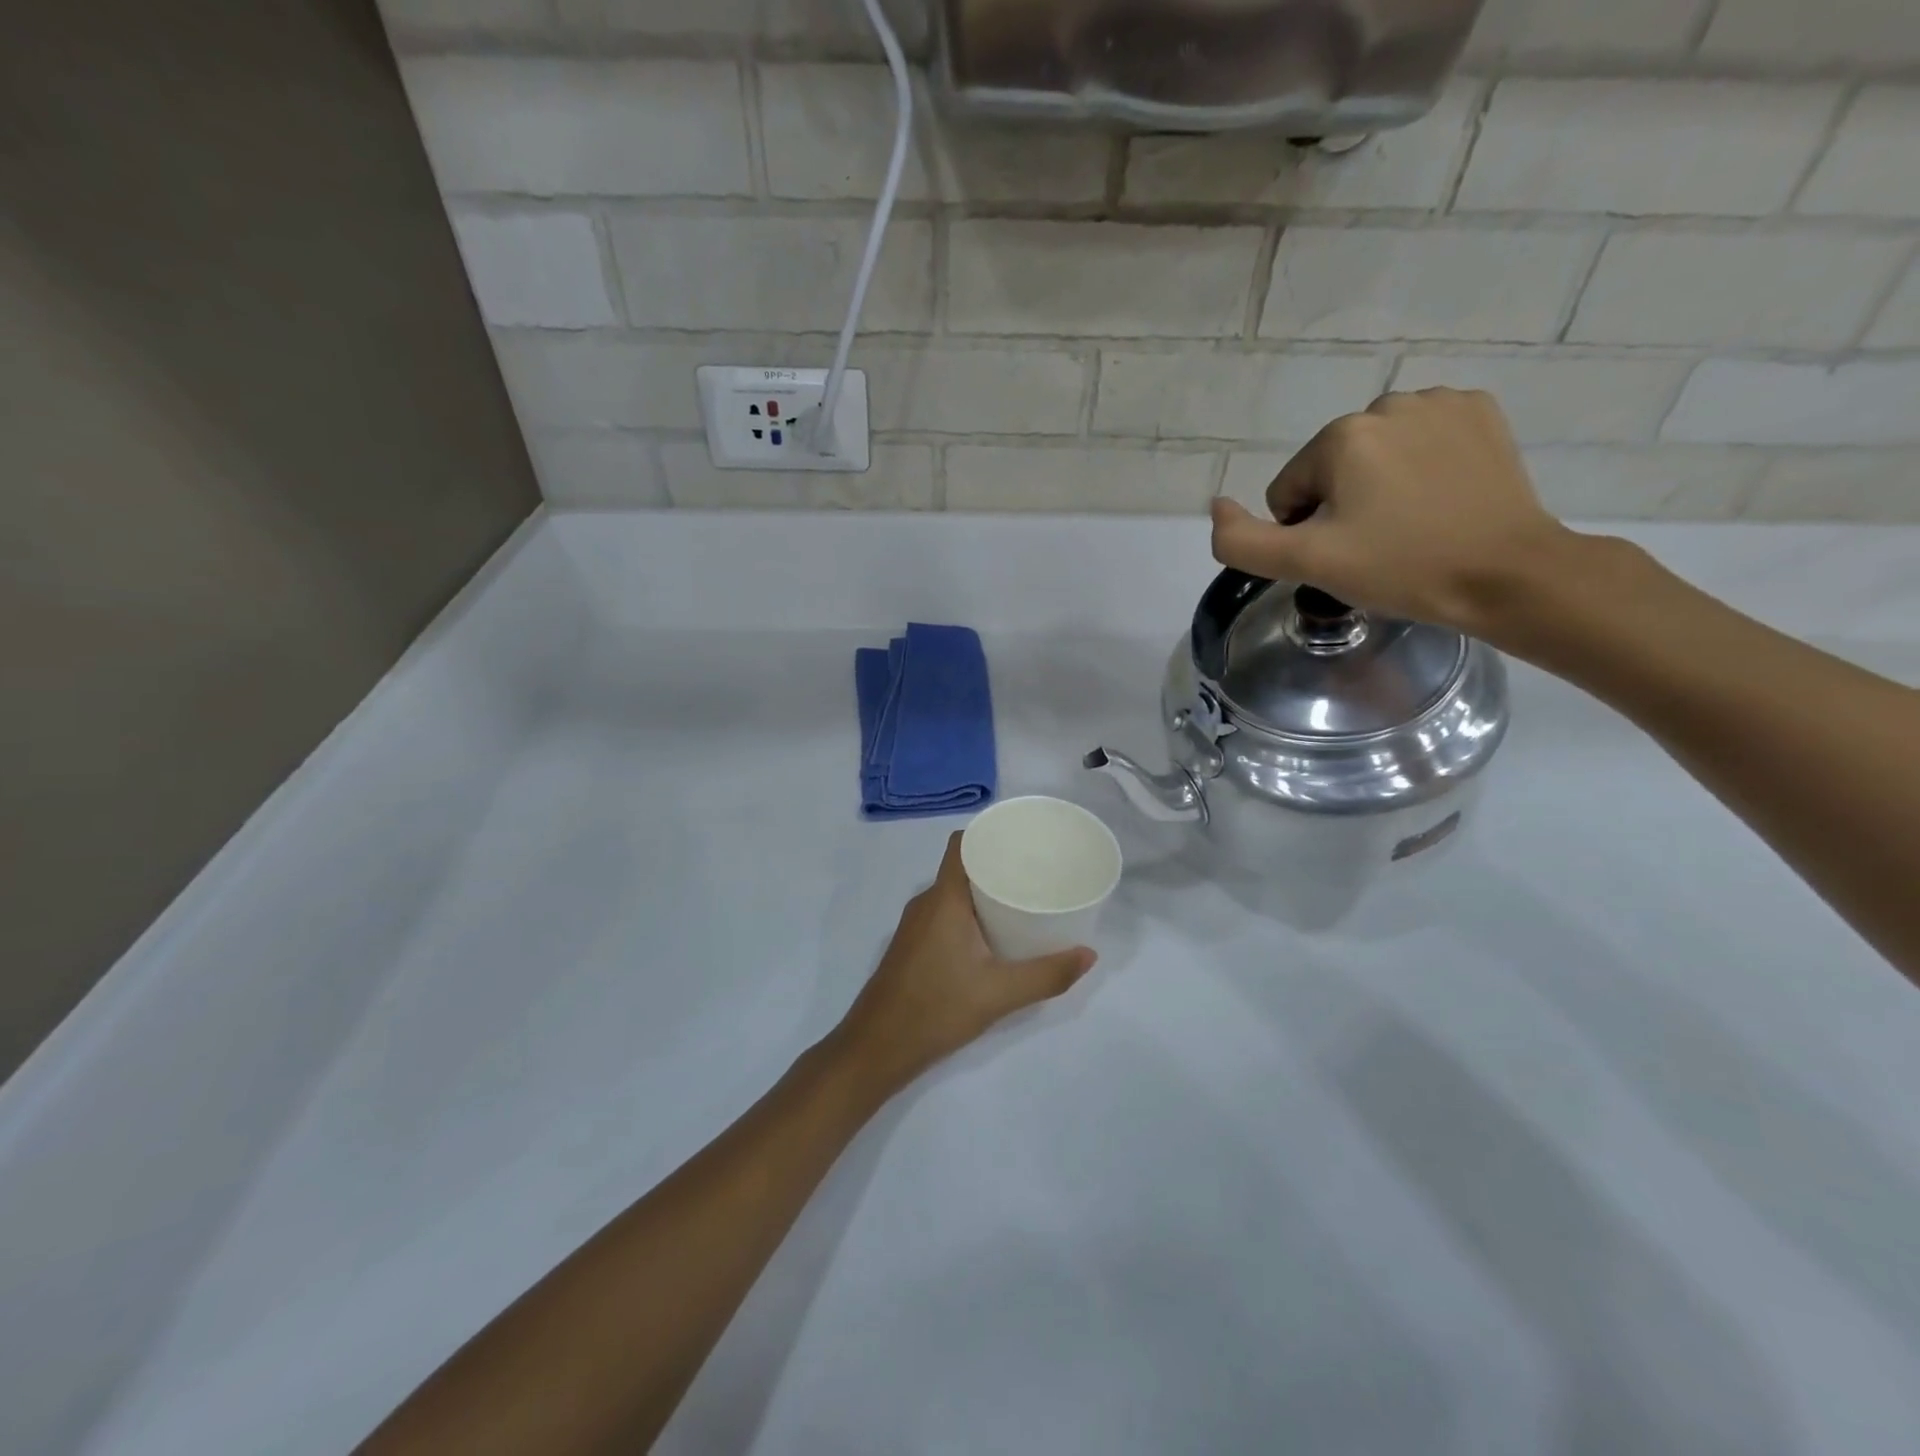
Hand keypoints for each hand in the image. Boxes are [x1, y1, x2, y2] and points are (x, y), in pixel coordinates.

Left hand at [831, 833, 1096, 1100]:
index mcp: (944, 899)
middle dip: (998, 864)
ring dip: (984, 892)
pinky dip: (970, 913)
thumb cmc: (936, 1009)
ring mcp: (915, 925)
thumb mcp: (999, 994)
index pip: (961, 843)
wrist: (876, 1048)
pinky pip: (945, 914)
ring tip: (1023, 900)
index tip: (1024, 839)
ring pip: (953, 893)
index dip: (989, 833)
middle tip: (1037, 872)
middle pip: (962, 866)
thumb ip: (1047, 975)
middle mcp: (926, 903)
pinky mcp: (912, 946)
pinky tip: (994, 935)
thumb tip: (1089, 955)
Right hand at [1209, 388, 1578, 638]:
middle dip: (1341, 506)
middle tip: (1377, 545)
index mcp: (1341, 437)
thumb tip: (1216, 505)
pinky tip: (1441, 498)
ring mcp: (1440, 403)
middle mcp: (1387, 404)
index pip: (1288, 492)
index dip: (1305, 532)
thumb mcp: (1307, 564)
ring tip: (1412, 524)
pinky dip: (1421, 466)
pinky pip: (1421, 440)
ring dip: (1379, 486)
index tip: (1344, 555)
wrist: (1507, 575)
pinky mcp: (1481, 412)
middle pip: (1330, 469)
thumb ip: (1242, 541)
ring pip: (1375, 454)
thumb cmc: (1401, 568)